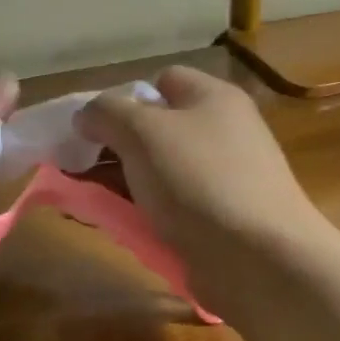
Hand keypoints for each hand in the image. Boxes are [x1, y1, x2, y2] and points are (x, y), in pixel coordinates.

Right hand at [74, 67, 317, 267]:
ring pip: (158, 171)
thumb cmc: (199, 181)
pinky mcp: (220, 219)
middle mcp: (222, 132)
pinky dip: (142, 212)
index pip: (161, 80)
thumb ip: (105, 114)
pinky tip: (119, 225)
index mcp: (212, 98)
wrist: (261, 260)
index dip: (124, 98)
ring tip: (87, 201)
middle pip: (155, 128)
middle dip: (113, 146)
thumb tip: (85, 116)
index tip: (94, 128)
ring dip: (121, 183)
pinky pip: (170, 206)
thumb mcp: (142, 132)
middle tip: (78, 168)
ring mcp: (223, 178)